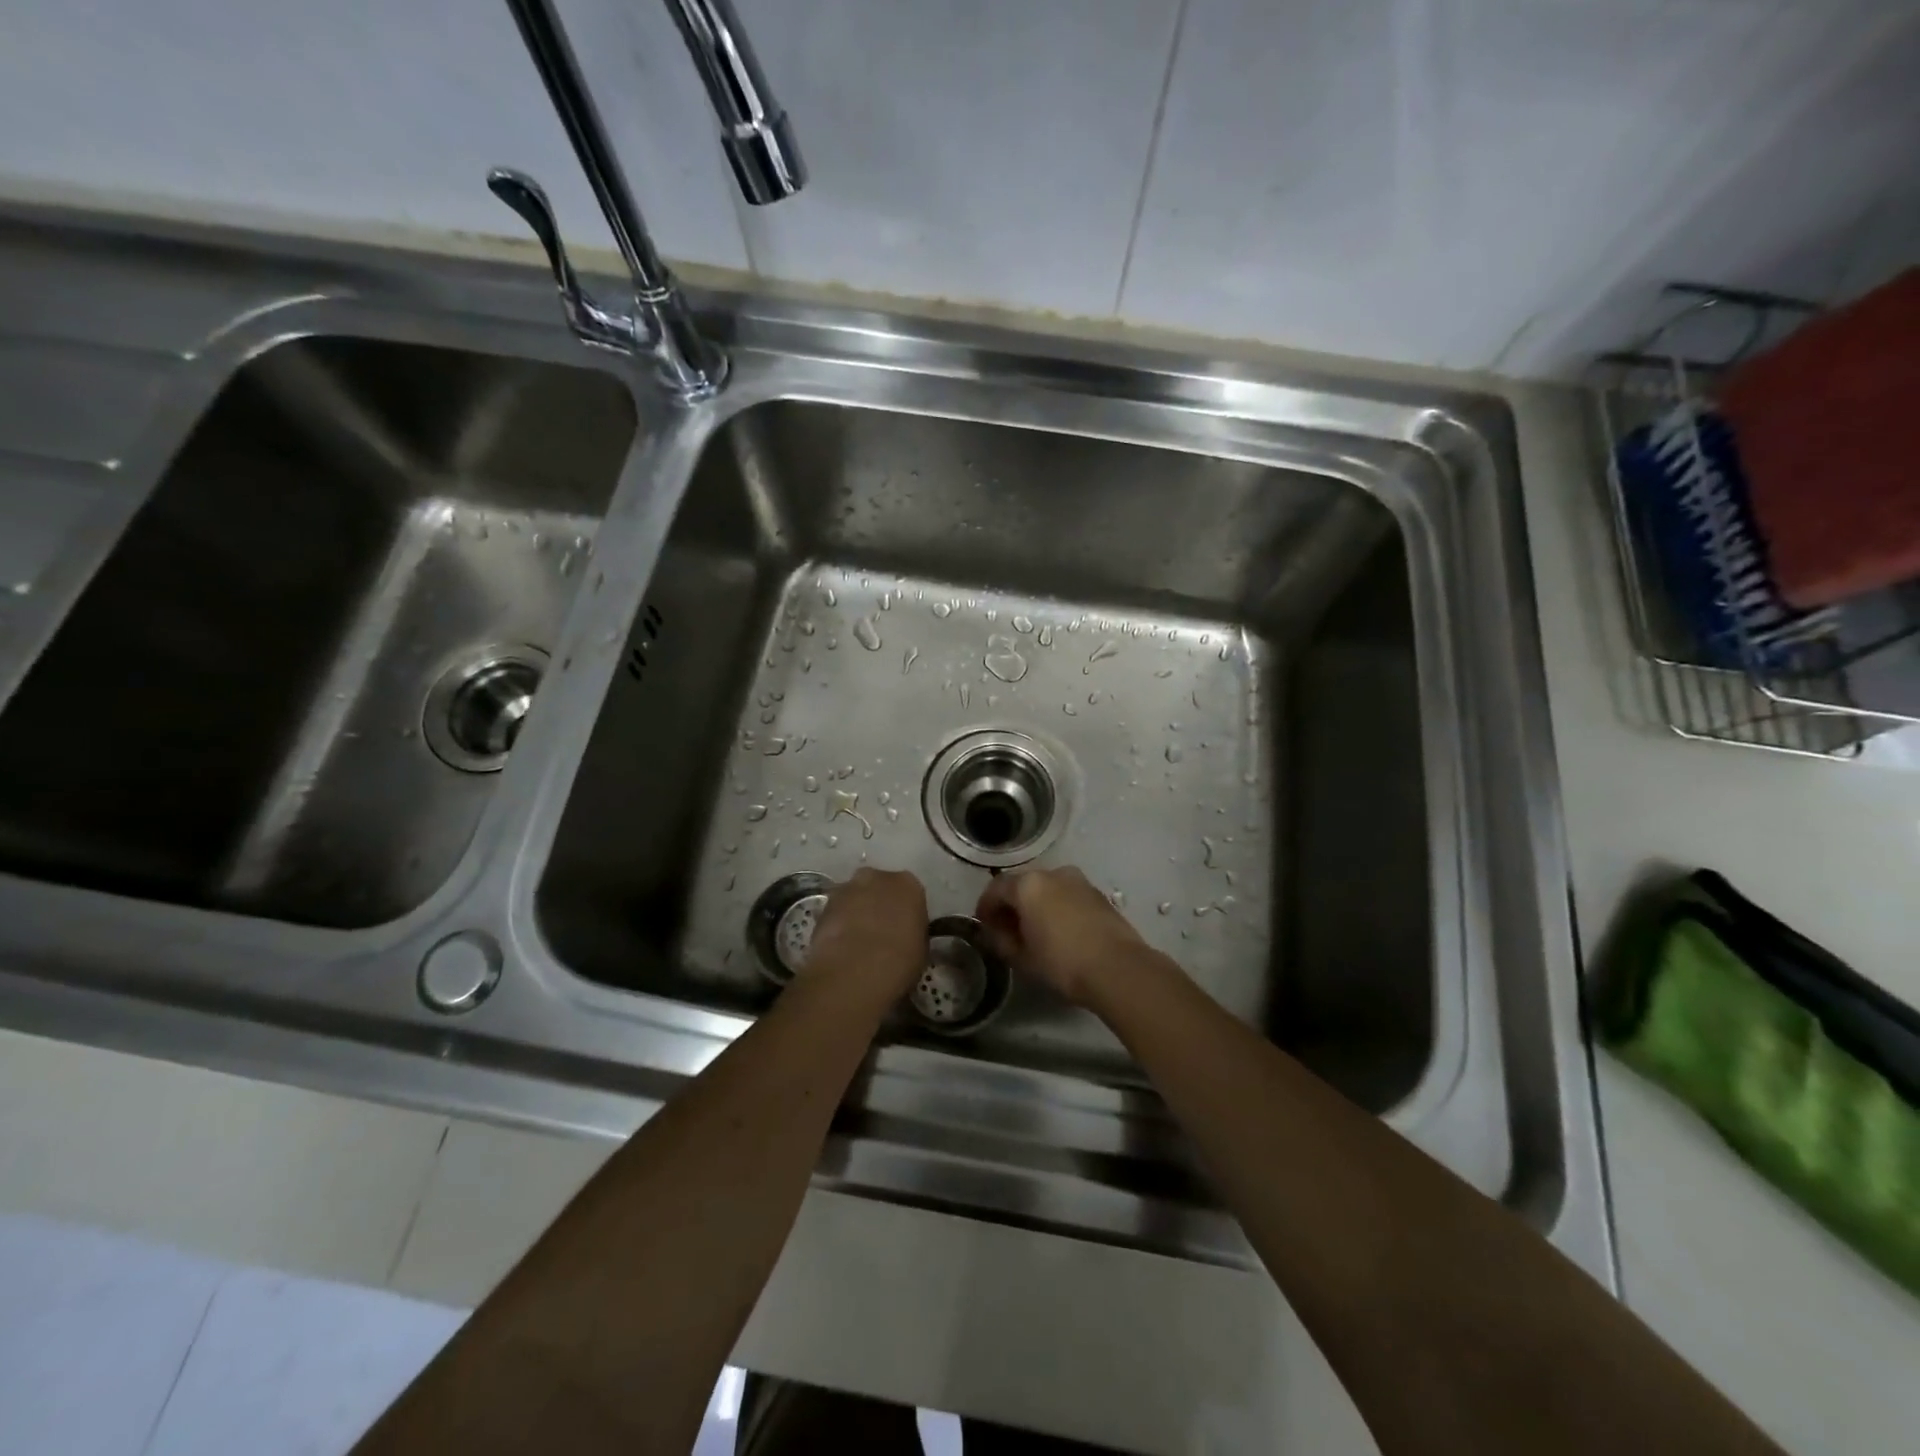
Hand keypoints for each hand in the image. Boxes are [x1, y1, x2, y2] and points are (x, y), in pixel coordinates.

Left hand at [802, 867, 927, 1001]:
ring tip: (856, 942)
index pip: (909, 893)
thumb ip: (912, 933)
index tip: (903, 929)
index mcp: (908, 884)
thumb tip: (904, 937)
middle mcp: (877, 877)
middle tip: (879, 932)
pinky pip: (835, 913)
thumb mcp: (921, 949)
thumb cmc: (900, 961)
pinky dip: (837, 925)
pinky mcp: (822, 906)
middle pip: (878, 887)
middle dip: (878, 904)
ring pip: (853, 898)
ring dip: (855, 913)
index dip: (905, 912)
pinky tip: (839, 947)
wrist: (855, 971)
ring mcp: (846, 889)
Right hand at [975, 866, 1153, 1005]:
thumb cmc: (1062, 963)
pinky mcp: (1098, 894)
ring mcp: (1079, 881)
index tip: (983, 925)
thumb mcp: (1022, 958)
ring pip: (1047, 888)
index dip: (985, 907)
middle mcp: (1053, 873)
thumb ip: (1001, 941)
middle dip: (1011, 905)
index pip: (996, 888)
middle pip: (1022, 884)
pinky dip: (1057, 908)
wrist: (1119, 969)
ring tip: (1034, 932)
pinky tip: (1059, 932)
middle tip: (1006, 930)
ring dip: (1036, 905)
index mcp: (1028, 885)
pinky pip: (1067, 895)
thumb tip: (994, 934)